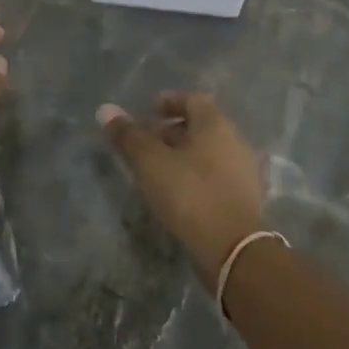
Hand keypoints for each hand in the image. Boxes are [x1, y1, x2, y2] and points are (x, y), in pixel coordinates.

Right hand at [99, 92, 264, 286]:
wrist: (233, 248)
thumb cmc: (190, 194)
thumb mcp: (150, 162)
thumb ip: (128, 135)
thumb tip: (106, 109)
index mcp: (215, 125)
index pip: (193, 100)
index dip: (170, 101)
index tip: (150, 110)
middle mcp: (234, 141)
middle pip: (201, 127)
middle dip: (172, 131)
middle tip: (145, 142)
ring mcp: (242, 172)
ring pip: (207, 153)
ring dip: (182, 155)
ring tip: (155, 170)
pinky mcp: (242, 199)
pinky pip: (214, 176)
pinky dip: (194, 176)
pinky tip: (176, 193)